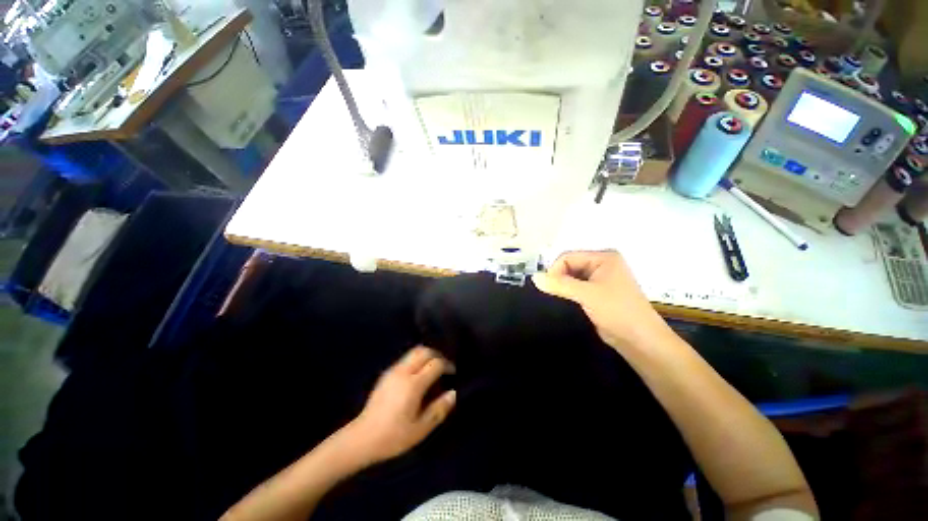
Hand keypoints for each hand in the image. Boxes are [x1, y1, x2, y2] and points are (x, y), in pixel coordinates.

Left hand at [342, 347, 455, 464]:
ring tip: (432, 370)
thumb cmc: (393, 437)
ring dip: (426, 356)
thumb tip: (453, 393)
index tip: (453, 373)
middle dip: (437, 355)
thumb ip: (439, 409)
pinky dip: (416, 361)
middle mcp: (403, 372)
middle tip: (444, 367)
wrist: (362, 438)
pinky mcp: (386, 374)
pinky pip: (405, 359)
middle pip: (424, 351)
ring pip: (414, 352)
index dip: (447, 365)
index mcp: (413, 384)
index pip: (435, 363)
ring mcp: (392, 371)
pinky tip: (418, 376)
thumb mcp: (420, 429)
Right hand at [533, 250, 670, 350]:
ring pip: (571, 277)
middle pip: (569, 265)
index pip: (567, 257)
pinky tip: (567, 302)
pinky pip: (577, 287)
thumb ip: (559, 285)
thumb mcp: (586, 294)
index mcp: (603, 257)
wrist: (640, 341)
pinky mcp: (598, 293)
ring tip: (561, 299)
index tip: (549, 287)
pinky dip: (569, 293)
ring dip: (563, 287)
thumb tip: (534, 277)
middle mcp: (602, 264)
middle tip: (554, 294)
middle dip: (559, 279)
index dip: (555, 270)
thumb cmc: (617, 311)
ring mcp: (601, 279)